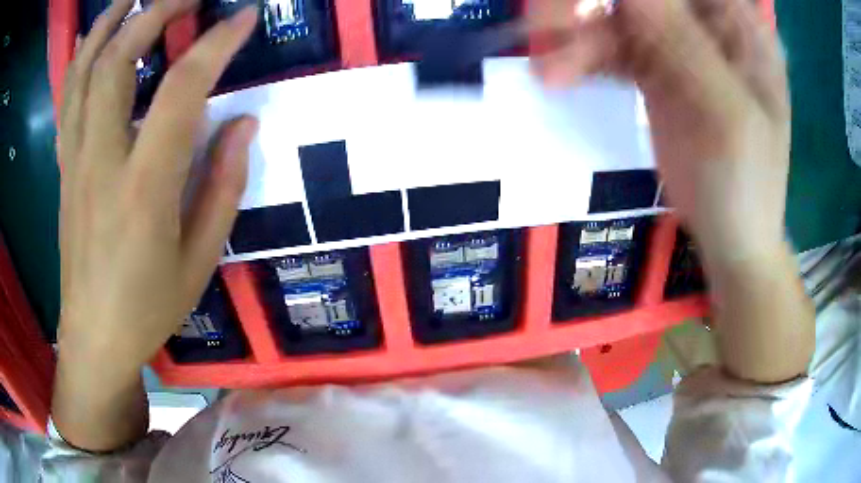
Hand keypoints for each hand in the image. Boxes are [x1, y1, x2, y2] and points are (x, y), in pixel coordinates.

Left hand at [55, 0, 256, 449]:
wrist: (94, 337)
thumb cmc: (148, 307)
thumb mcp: (200, 260)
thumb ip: (223, 186)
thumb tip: (243, 122)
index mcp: (143, 189)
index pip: (181, 91)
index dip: (216, 44)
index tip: (244, 17)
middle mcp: (101, 161)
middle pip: (117, 61)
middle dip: (155, 13)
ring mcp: (75, 161)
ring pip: (83, 71)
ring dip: (110, 23)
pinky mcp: (64, 167)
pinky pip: (67, 98)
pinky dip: (80, 57)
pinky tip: (93, 36)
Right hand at [530, 0, 788, 261]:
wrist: (731, 238)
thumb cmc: (746, 186)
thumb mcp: (727, 116)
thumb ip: (685, 44)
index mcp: (739, 23)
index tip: (594, 6)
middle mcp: (708, 22)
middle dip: (596, 5)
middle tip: (552, 25)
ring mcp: (679, 42)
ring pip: (618, 13)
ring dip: (580, 35)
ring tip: (549, 69)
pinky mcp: (655, 66)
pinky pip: (611, 45)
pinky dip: (583, 57)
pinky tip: (559, 76)